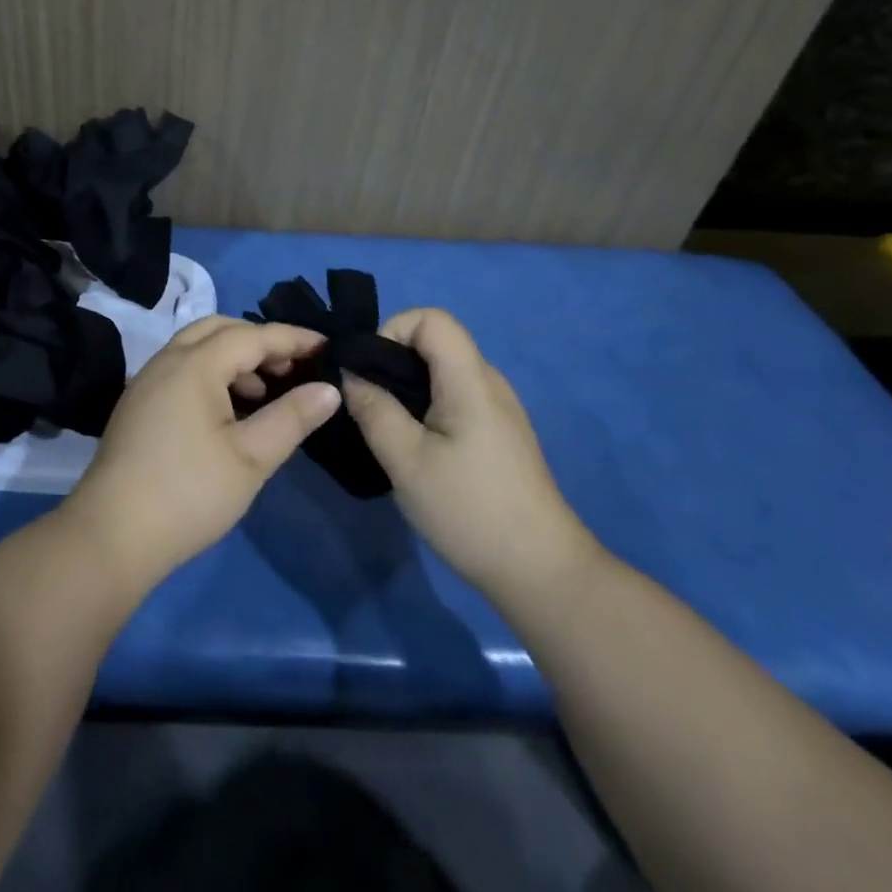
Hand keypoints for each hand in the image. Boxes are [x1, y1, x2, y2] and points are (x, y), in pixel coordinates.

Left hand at [65, 317, 339, 589]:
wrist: (112, 535)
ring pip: (197, 349)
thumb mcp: (251, 457)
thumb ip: (292, 417)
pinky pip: (182, 369)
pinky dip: (212, 375)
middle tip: (293, 368)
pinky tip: (229, 412)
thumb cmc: (189, 492)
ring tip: (265, 393)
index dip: (293, 338)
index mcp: (194, 364)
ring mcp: (147, 382)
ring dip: (234, 359)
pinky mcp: (138, 405)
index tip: (328, 346)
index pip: (252, 335)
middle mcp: (167, 360)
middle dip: (260, 341)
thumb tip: (329, 389)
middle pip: (219, 330)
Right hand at [342, 309, 600, 616]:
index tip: (368, 371)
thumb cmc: (470, 510)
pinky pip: (455, 397)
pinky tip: (415, 447)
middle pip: (436, 342)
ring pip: (443, 372)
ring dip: (407, 387)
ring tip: (385, 427)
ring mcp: (498, 409)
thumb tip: (349, 374)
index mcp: (471, 380)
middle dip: (392, 361)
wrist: (541, 574)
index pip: (432, 318)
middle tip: (367, 403)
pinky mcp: (499, 434)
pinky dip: (426, 406)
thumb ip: (373, 409)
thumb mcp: (406, 461)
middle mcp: (489, 383)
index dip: (393, 330)